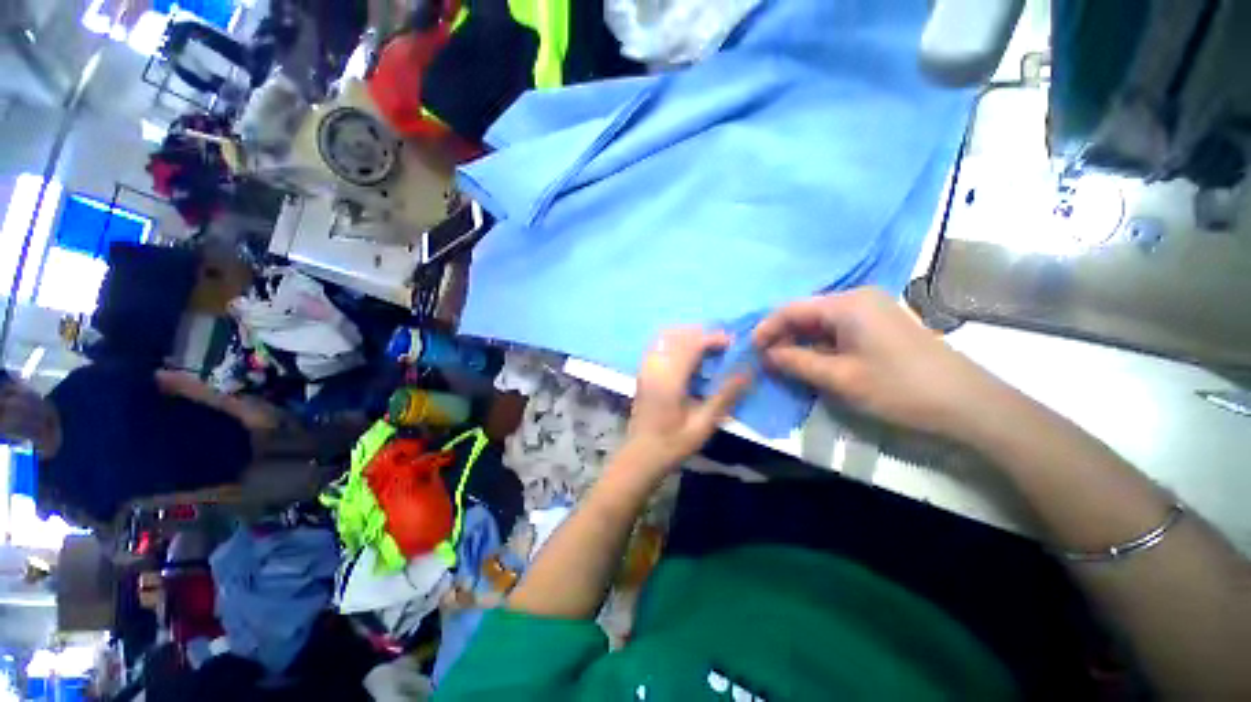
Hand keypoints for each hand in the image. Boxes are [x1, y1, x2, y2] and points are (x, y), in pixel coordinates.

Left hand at [624, 328, 751, 473]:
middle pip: (678, 334)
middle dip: (703, 333)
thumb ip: (725, 395)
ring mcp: (645, 367)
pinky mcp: (643, 371)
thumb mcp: (704, 424)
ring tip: (709, 347)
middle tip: (724, 344)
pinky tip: (689, 355)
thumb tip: (747, 372)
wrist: (640, 455)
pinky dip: (677, 342)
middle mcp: (654, 367)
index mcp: (669, 379)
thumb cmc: (673, 443)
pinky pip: (660, 345)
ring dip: (689, 336)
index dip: (714, 338)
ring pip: (667, 336)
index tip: (734, 343)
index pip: (692, 344)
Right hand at [753, 287, 1001, 438]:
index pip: (792, 309)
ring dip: (800, 342)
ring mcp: (872, 311)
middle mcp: (858, 299)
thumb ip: (796, 362)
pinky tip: (812, 362)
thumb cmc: (899, 387)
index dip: (767, 328)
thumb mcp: (839, 377)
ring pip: (821, 323)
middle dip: (783, 336)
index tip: (751, 349)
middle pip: (806, 313)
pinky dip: (820, 345)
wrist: (968, 404)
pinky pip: (838, 330)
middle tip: (766, 360)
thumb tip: (766, 355)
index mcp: (847, 304)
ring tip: (784, 364)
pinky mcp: (881, 326)